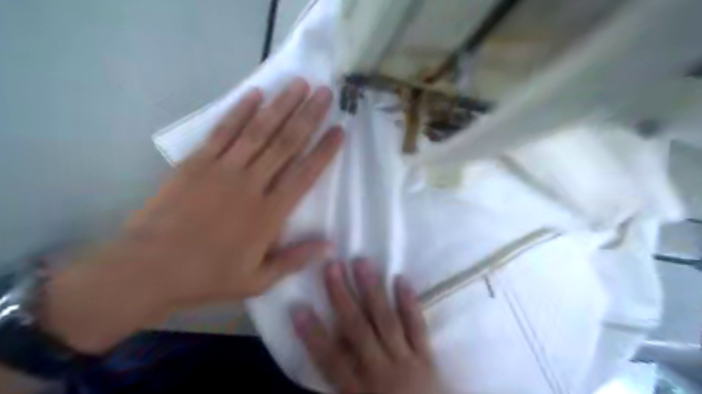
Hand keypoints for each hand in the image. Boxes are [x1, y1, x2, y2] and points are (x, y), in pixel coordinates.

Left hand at [41, 79, 344, 353]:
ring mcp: (222, 170)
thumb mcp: (257, 280)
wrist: (148, 269)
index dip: (324, 151)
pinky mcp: (197, 162)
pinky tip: (254, 94)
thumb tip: (330, 246)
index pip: (304, 175)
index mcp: (269, 214)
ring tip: (298, 84)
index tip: (339, 130)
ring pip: (258, 131)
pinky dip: (239, 111)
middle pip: (285, 144)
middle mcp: (251, 185)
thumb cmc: (208, 276)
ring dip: (281, 105)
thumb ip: (295, 259)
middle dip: (308, 116)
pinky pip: (223, 132)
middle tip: (324, 93)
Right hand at [293, 262, 443, 392]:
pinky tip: (400, 280)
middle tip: (332, 267)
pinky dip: (409, 303)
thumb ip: (341, 384)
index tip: (298, 307)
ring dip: (372, 290)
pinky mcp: (427, 356)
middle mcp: (380, 371)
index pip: (330, 359)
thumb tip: (331, 349)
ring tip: (361, 263)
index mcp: (358, 392)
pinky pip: (418, 327)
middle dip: (342, 297)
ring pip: (385, 320)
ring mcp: (406, 361)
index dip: (312, 333)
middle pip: (357, 329)